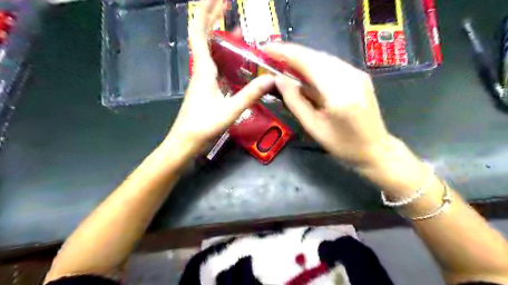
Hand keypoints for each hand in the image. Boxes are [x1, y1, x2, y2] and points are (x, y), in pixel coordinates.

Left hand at [168, 0, 273, 151]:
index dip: (207, 12)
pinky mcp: (205, 89)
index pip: (200, 33)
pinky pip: (214, 65)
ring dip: (219, 36)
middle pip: (203, 37)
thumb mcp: (230, 110)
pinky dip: (223, 55)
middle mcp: (201, 71)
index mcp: (204, 71)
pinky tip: (234, 59)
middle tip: (227, 3)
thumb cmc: (203, 126)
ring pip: (209, 51)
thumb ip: (250, 94)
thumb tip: (271, 78)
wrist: (185, 142)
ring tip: (235, 26)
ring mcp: (202, 80)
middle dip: (213, 17)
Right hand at [266, 43, 395, 167]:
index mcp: (338, 93)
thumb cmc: (342, 144)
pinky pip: (332, 64)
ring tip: (284, 61)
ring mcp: (357, 74)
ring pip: (324, 58)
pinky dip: (314, 64)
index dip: (286, 53)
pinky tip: (304, 70)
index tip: (267, 48)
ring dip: (303, 57)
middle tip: (272, 54)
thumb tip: (278, 80)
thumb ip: (295, 101)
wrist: (375, 148)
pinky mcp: (359, 76)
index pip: (308, 63)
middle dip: (292, 53)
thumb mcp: (313, 127)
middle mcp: (350, 77)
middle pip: (316, 56)